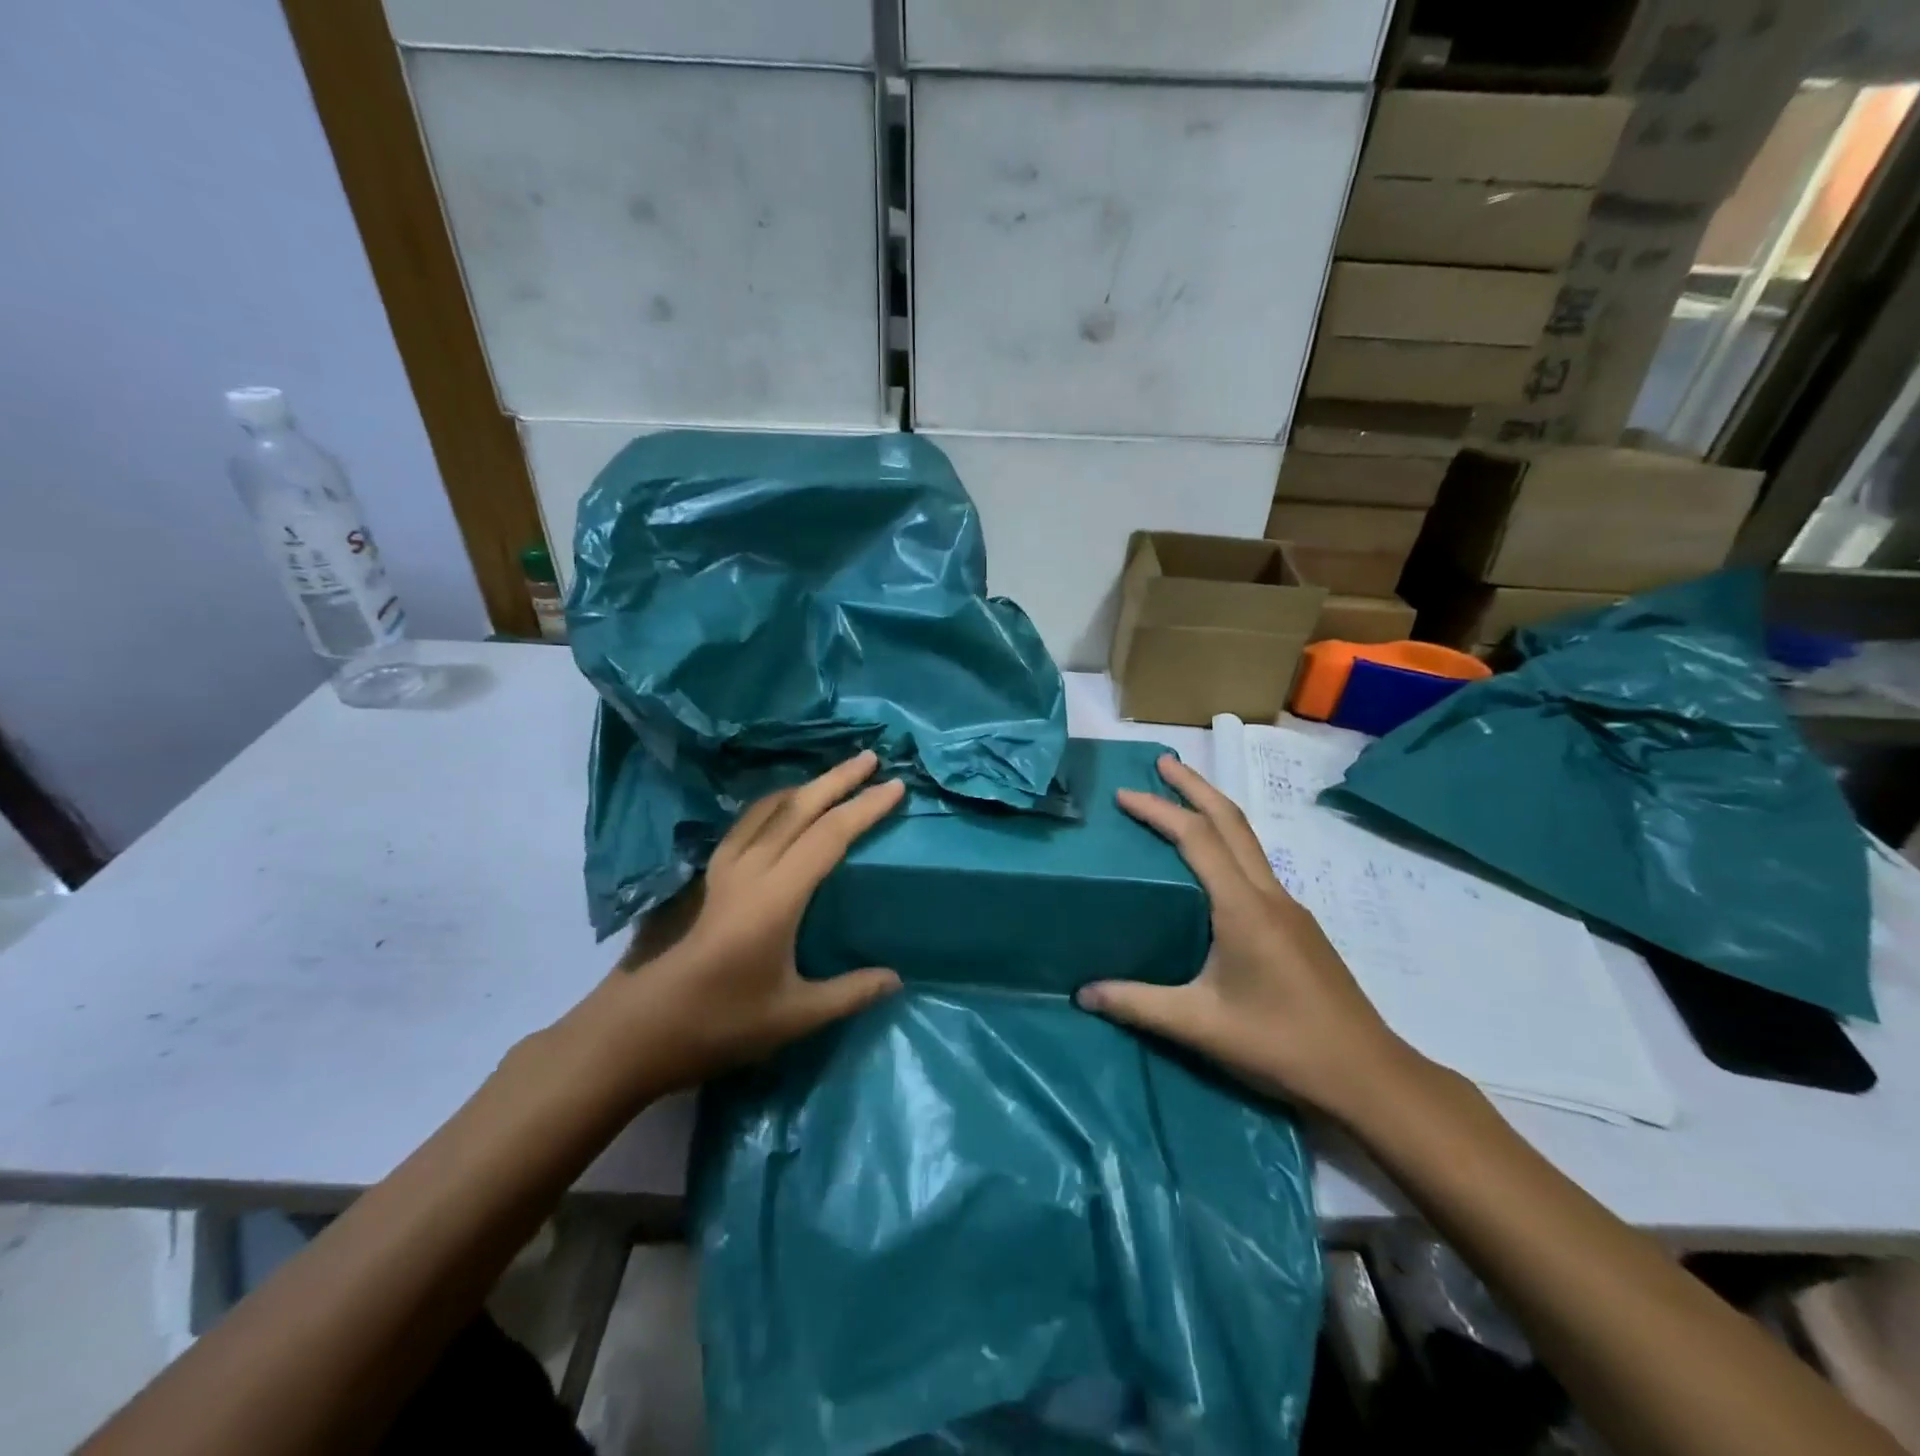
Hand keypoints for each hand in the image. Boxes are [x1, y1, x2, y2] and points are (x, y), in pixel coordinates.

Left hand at [597, 752, 905, 1094]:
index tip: (896, 787)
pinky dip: (775, 804)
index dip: (865, 809)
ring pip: (769, 810)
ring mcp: (724, 869)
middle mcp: (750, 870)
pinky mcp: (707, 877)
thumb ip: (849, 993)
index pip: (830, 836)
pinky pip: (748, 823)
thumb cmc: (720, 1023)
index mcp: (776, 897)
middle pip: (799, 809)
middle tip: (872, 758)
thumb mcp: (794, 1016)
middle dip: (838, 780)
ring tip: (834, 776)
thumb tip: (896, 979)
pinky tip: (780, 808)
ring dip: (806, 787)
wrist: (639, 1030)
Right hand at [1077, 754, 1419, 1122]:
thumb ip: (1138, 1004)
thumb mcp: (1200, 1026)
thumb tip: (1081, 993)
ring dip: (1213, 810)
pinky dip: (1226, 842)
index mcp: (1244, 907)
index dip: (1160, 810)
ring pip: (1248, 840)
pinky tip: (1210, 866)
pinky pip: (1254, 865)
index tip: (1125, 793)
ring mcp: (1289, 907)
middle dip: (1195, 785)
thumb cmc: (1281, 1044)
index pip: (1197, 838)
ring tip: (1181, 798)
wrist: (1367, 1074)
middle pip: (1231, 821)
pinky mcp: (1297, 925)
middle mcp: (1269, 894)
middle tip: (1162, 761)